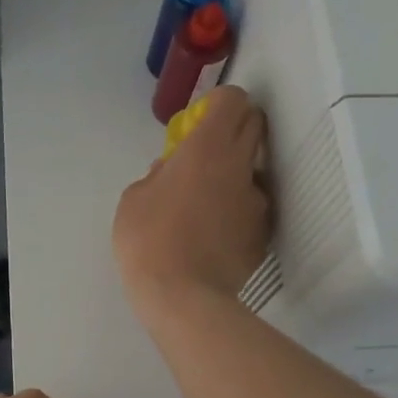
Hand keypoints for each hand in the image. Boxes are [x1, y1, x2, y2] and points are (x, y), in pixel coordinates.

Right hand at [113, 86, 271, 320]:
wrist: (182, 297)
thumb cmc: (148, 239)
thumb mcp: (134, 197)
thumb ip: (158, 174)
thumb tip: (171, 170)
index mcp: (207, 147)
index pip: (233, 99)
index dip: (218, 103)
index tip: (199, 122)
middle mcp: (240, 166)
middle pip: (254, 125)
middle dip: (234, 128)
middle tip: (205, 151)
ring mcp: (257, 201)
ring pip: (254, 171)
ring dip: (234, 175)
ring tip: (206, 206)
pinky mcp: (264, 233)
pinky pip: (252, 210)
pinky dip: (237, 212)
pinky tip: (214, 236)